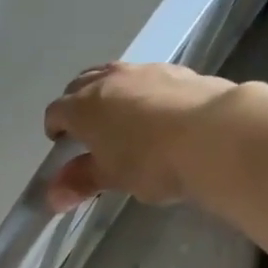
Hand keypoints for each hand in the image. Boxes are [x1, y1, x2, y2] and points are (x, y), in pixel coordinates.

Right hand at [42, 63, 238, 210]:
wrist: (215, 134)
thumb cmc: (151, 161)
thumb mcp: (112, 177)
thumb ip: (81, 182)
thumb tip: (52, 197)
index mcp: (83, 106)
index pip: (56, 111)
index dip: (54, 128)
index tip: (61, 144)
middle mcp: (109, 80)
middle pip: (80, 84)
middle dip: (76, 103)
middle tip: (86, 129)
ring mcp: (144, 70)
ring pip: (114, 74)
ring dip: (108, 92)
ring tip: (120, 117)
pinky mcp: (177, 71)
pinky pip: (147, 77)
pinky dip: (141, 91)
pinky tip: (157, 113)